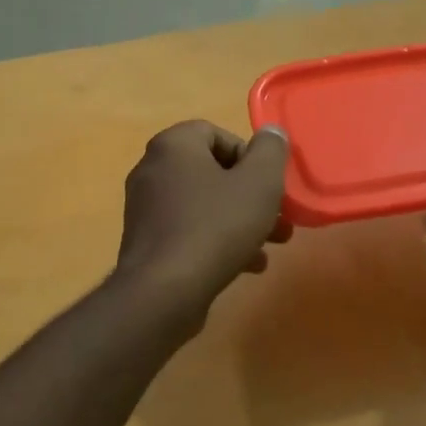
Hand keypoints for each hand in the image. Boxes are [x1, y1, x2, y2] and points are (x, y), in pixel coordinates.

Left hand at [115, 121, 292, 310]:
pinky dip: (216, 241)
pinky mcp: (147, 243)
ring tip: (271, 246)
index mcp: (173, 145)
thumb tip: (271, 132)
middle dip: (251, 195)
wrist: (163, 292)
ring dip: (240, 221)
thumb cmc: (215, 227)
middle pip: (212, 172)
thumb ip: (270, 151)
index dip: (249, 156)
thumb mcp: (258, 183)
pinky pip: (188, 231)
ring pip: (204, 205)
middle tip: (279, 218)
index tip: (269, 184)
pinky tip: (245, 266)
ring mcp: (145, 208)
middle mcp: (152, 169)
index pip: (216, 134)